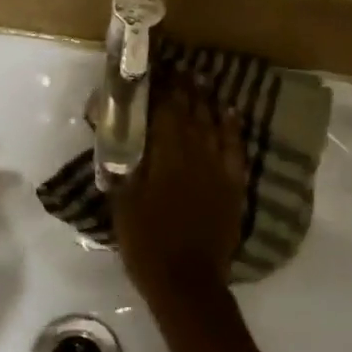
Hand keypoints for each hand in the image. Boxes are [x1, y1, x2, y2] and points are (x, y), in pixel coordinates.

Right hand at [112, 67, 248, 315]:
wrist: (187, 282)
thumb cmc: (147, 243)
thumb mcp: (123, 203)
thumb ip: (122, 167)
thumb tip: (116, 139)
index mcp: (165, 154)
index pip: (165, 109)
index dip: (162, 88)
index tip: (158, 70)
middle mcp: (194, 152)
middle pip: (190, 111)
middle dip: (184, 88)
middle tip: (180, 69)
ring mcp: (217, 167)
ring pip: (213, 123)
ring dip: (206, 100)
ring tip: (201, 80)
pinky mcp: (233, 184)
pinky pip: (235, 147)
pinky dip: (232, 127)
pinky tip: (229, 112)